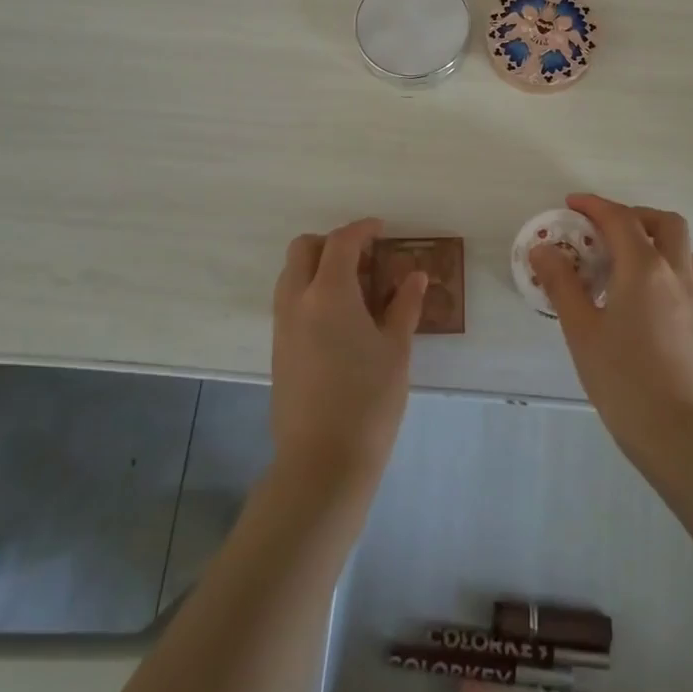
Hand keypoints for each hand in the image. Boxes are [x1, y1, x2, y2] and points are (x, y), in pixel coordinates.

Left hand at [271, 218, 426, 496]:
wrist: (322, 462)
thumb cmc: (368, 400)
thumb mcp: (396, 349)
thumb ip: (404, 305)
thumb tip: (414, 275)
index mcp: (329, 293)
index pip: (341, 242)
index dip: (362, 229)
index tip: (382, 230)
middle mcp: (297, 301)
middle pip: (303, 249)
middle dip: (331, 243)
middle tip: (364, 257)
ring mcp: (282, 326)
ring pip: (291, 274)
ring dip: (318, 266)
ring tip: (355, 288)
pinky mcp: (278, 349)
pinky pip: (289, 301)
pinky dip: (310, 291)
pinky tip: (340, 318)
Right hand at [531, 194, 692, 474]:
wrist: (676, 432)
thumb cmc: (622, 378)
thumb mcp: (580, 329)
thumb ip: (561, 284)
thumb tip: (543, 249)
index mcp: (643, 268)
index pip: (620, 218)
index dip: (594, 205)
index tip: (570, 205)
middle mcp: (674, 273)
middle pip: (664, 221)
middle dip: (633, 214)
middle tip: (602, 229)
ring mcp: (691, 296)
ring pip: (680, 246)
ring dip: (653, 236)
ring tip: (620, 258)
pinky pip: (684, 271)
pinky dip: (662, 262)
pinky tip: (637, 292)